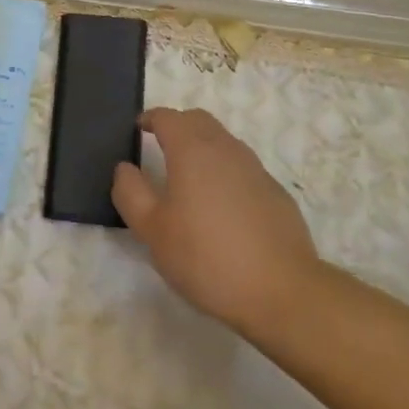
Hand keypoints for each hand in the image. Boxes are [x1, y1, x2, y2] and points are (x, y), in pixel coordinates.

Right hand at [111, 108, 321, 335]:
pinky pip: (243, 168)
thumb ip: (131, 192)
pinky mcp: (275, 192)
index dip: (149, 119)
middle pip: (198, 120)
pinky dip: (225, 172)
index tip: (138, 129)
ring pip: (223, 142)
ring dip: (203, 147)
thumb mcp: (152, 231)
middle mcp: (225, 149)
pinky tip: (222, 207)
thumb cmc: (207, 257)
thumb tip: (125, 168)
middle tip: (160, 147)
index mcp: (192, 150)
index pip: (167, 117)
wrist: (283, 292)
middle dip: (177, 126)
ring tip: (189, 178)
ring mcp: (255, 169)